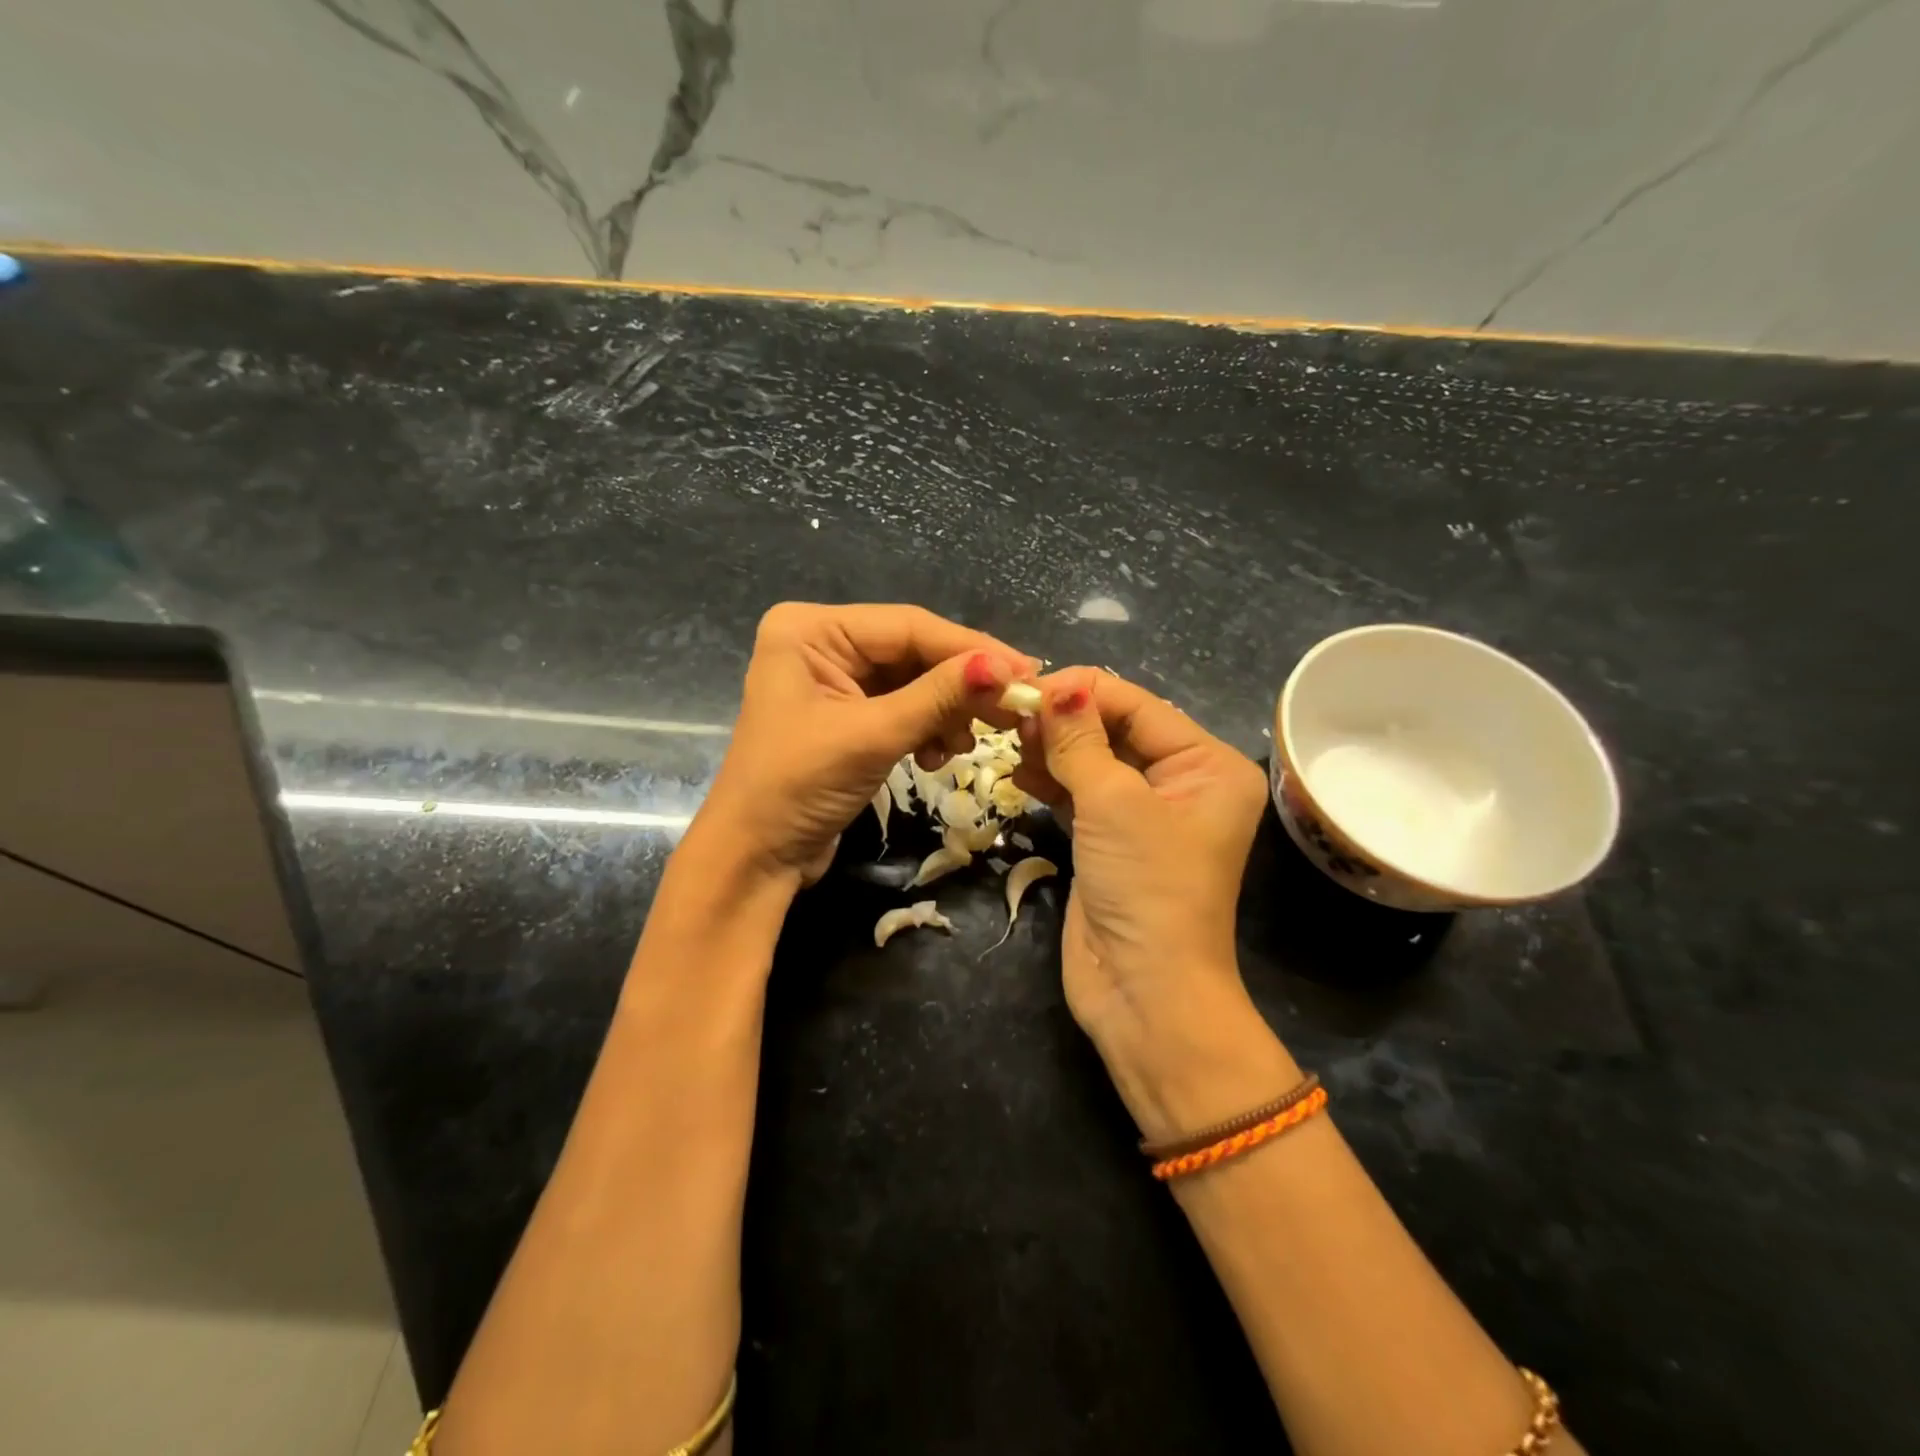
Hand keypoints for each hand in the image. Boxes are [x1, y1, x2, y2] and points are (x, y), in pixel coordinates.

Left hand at [693, 603, 1035, 885]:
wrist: (755, 859)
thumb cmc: (798, 787)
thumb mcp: (872, 736)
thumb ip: (940, 696)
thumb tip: (1007, 667)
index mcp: (811, 629)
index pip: (908, 625)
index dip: (970, 648)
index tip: (1026, 670)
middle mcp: (823, 644)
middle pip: (914, 651)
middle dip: (961, 684)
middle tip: (1012, 707)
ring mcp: (836, 681)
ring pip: (914, 681)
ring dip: (946, 711)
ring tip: (966, 744)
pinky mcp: (849, 715)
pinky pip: (904, 707)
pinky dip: (928, 729)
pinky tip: (940, 756)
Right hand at [1017, 668, 1295, 1137]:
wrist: (1143, 992)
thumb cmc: (1145, 886)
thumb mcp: (1113, 803)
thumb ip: (1080, 741)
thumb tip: (1054, 686)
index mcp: (1207, 766)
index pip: (1141, 706)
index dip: (1084, 692)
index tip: (1027, 687)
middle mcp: (1183, 783)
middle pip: (1117, 731)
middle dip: (1066, 721)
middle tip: (1012, 715)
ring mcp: (1145, 815)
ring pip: (1094, 761)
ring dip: (1054, 749)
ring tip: (1012, 741)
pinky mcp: (1111, 842)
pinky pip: (1081, 794)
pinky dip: (1052, 780)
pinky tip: (1020, 771)